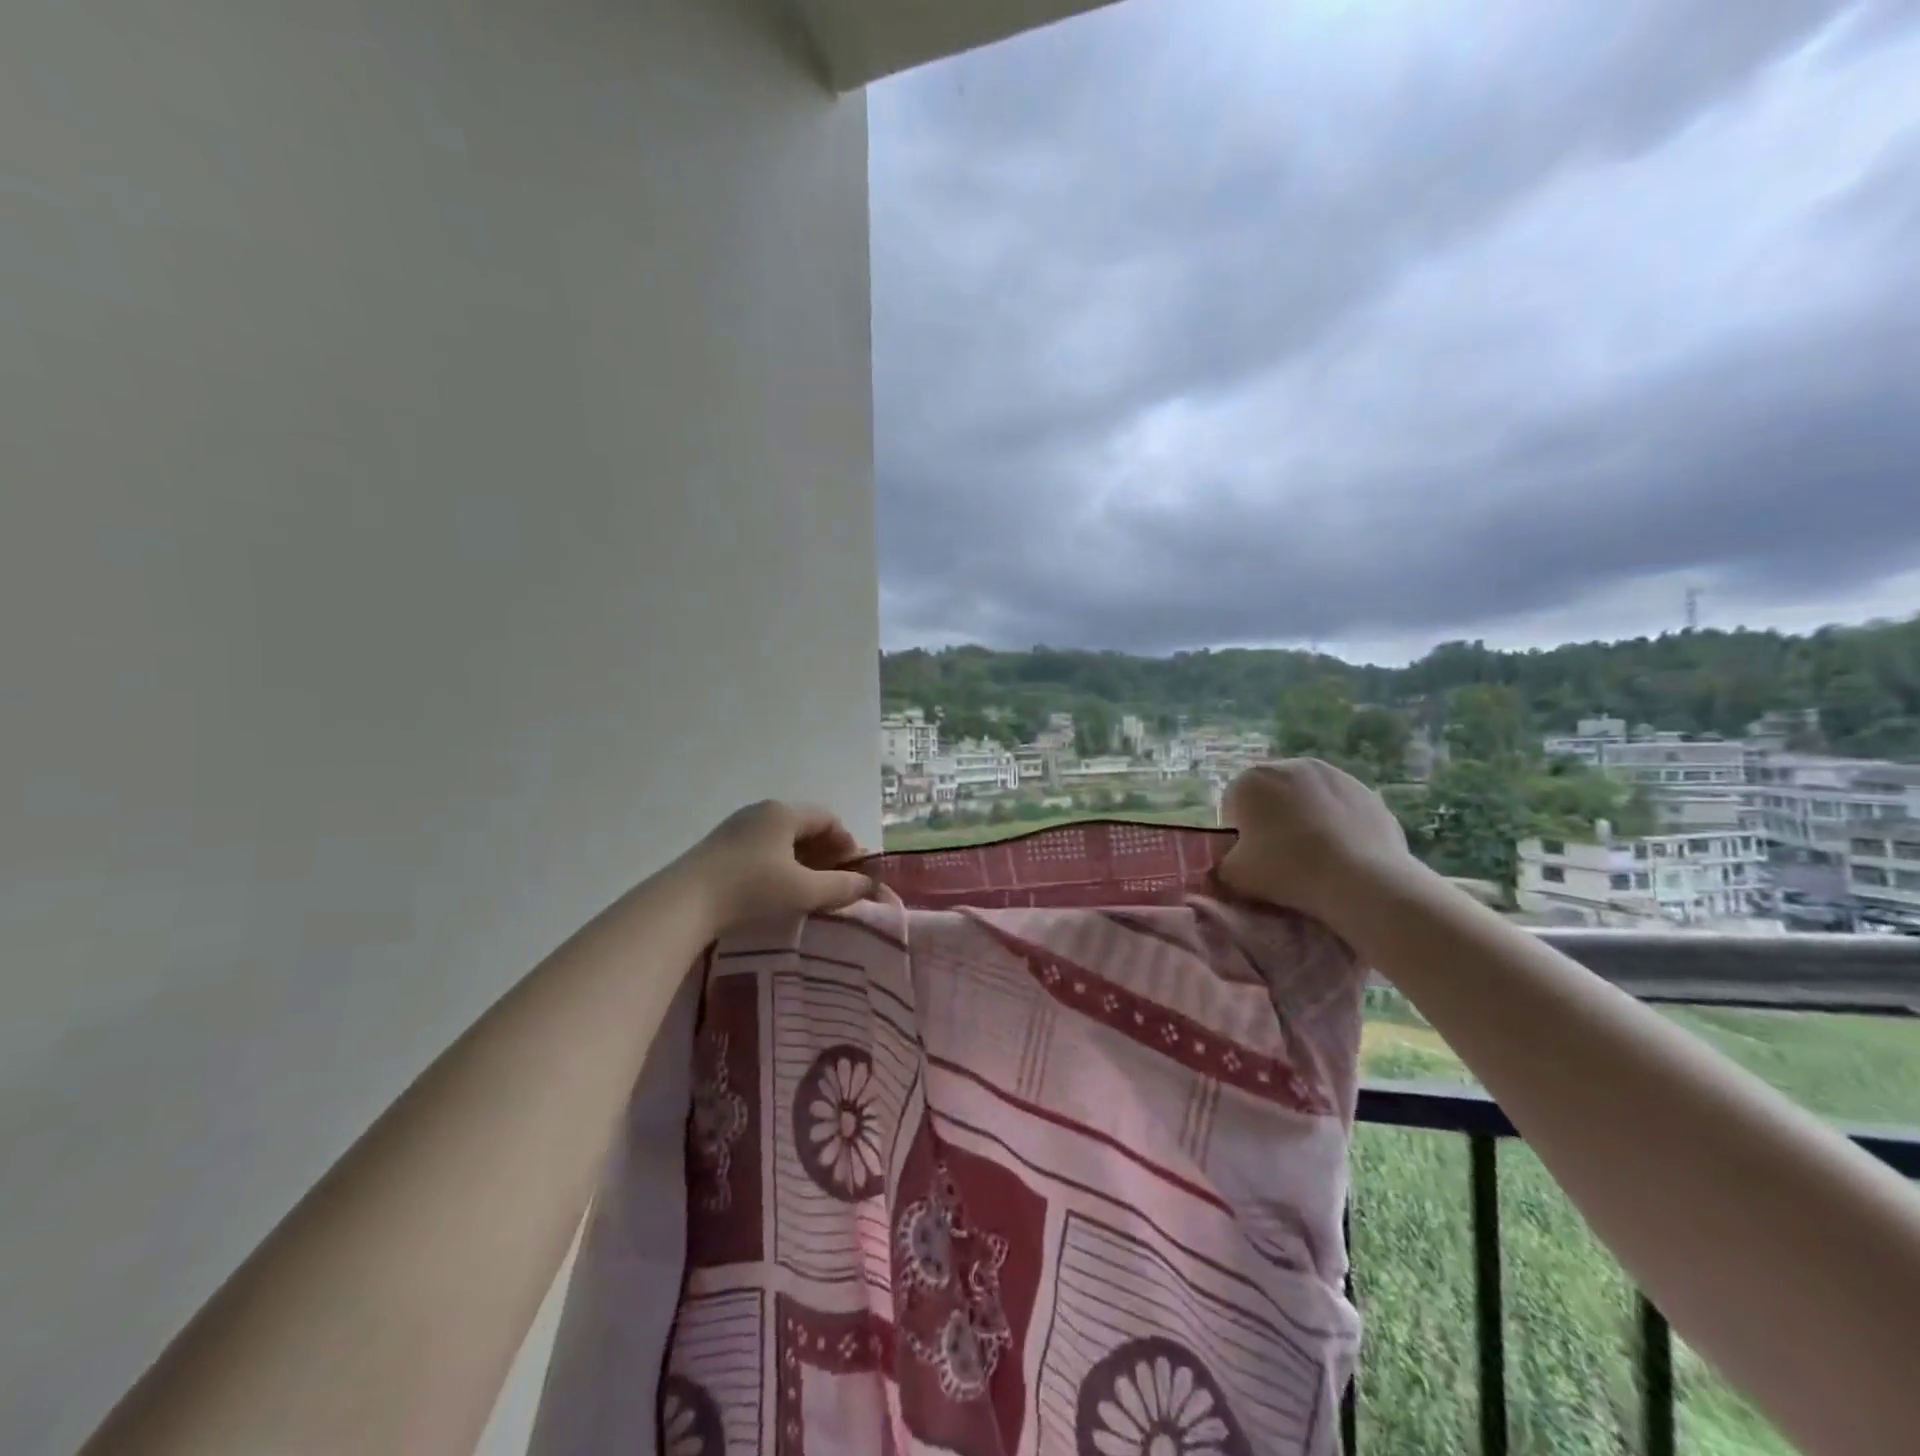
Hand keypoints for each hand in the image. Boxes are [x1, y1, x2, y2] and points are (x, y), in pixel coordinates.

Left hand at [672, 800, 873, 931]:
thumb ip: (840, 887)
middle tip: (836, 881)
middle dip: (825, 852)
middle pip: (804, 826)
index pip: (828, 818)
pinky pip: (761, 848)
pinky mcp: (718, 847)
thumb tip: (867, 885)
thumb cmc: (751, 889)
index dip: (847, 843)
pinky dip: (779, 864)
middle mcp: (760, 811)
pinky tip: (777, 889)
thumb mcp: (803, 891)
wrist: (683, 903)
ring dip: (802, 860)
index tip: (854, 871)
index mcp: (783, 812)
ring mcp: (736, 828)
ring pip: (781, 839)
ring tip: (808, 889)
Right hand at [1217, 759, 1416, 929]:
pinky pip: (1341, 810)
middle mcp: (1291, 765)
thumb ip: (1222, 864)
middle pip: (1271, 797)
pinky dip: (1338, 826)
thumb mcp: (1234, 876)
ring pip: (1308, 800)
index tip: (1250, 858)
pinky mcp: (1368, 792)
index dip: (1239, 834)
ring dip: (1305, 820)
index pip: (1233, 805)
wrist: (1362, 882)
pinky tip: (1344, 856)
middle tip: (1280, 858)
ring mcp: (1335, 775)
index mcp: (1251, 780)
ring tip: (1315, 858)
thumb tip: (1231, 863)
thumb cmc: (1287, 870)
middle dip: (1272, 821)